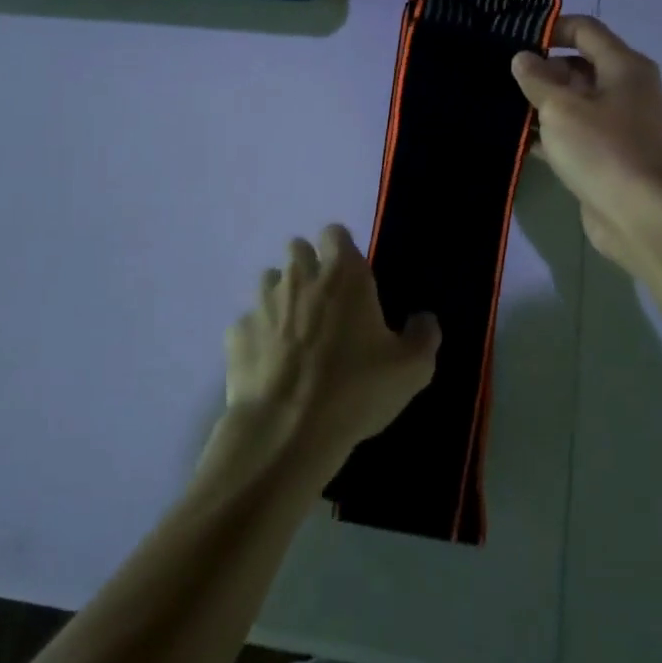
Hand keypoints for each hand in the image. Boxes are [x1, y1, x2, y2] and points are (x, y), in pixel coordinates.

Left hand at [221, 225, 440, 483]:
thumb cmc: (356, 390)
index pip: (335, 233)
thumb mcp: (412, 370)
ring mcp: (262, 302)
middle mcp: (300, 277)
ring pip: (269, 280)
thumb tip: (424, 318)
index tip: (351, 273)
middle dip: (308, 265)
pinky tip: (270, 362)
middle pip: (297, 249)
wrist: (287, 429)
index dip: (341, 248)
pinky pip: (248, 321)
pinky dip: (259, 334)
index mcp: (343, 275)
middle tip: (325, 300)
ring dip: (282, 295)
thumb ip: (424, 336)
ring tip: (295, 329)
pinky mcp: (237, 332)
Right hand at [511, 16, 661, 274]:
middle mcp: (628, 90)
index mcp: (624, 67)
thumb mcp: (560, 108)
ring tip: (504, 107)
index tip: (516, 41)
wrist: (641, 216)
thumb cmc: (602, 150)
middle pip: (580, 66)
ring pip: (576, 103)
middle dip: (543, 71)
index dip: (551, 29)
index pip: (586, 30)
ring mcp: (621, 125)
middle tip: (502, 79)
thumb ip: (537, 80)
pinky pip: (577, 134)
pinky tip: (521, 141)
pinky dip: (552, 134)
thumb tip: (522, 58)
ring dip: (544, 105)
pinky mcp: (611, 156)